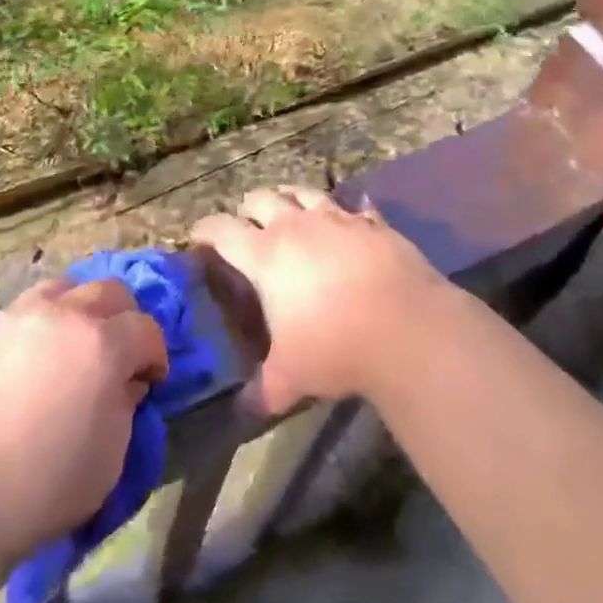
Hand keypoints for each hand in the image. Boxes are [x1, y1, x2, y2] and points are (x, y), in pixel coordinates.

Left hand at [0, 278, 167, 559]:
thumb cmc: (42, 486)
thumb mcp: (109, 459)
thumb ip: (125, 408)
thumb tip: (124, 383)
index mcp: (103, 343)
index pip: (146, 328)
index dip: (155, 354)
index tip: (151, 379)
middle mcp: (65, 314)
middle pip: (109, 291)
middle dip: (124, 318)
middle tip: (118, 353)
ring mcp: (20, 315)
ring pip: (64, 287)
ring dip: (79, 308)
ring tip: (72, 342)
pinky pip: (25, 310)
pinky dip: (41, 324)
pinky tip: (31, 357)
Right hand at [192, 185, 448, 414]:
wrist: (405, 326)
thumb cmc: (335, 347)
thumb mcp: (291, 377)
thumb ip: (263, 390)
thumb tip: (244, 410)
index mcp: (265, 255)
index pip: (221, 230)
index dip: (205, 230)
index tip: (197, 236)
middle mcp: (296, 226)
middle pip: (261, 198)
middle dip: (247, 209)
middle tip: (245, 225)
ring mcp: (336, 218)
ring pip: (303, 192)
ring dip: (290, 198)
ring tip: (289, 208)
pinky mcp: (372, 222)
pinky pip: (353, 205)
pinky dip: (345, 209)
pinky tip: (349, 217)